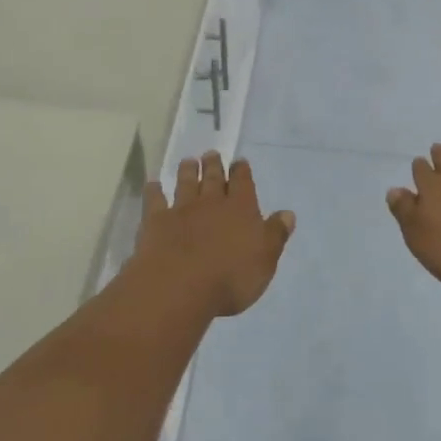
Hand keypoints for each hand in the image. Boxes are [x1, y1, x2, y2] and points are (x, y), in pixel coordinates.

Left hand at [134, 152, 296, 316]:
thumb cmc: (231, 277)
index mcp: (241, 209)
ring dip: (187, 171)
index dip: (242, 171)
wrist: (180, 287)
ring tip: (188, 160)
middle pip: (213, 179)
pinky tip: (153, 184)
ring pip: (186, 184)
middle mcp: (211, 203)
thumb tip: (288, 213)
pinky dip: (154, 191)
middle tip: (211, 153)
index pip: (243, 183)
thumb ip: (275, 234)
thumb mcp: (265, 259)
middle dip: (214, 166)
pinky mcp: (156, 222)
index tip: (239, 161)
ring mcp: (181, 210)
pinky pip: (155, 201)